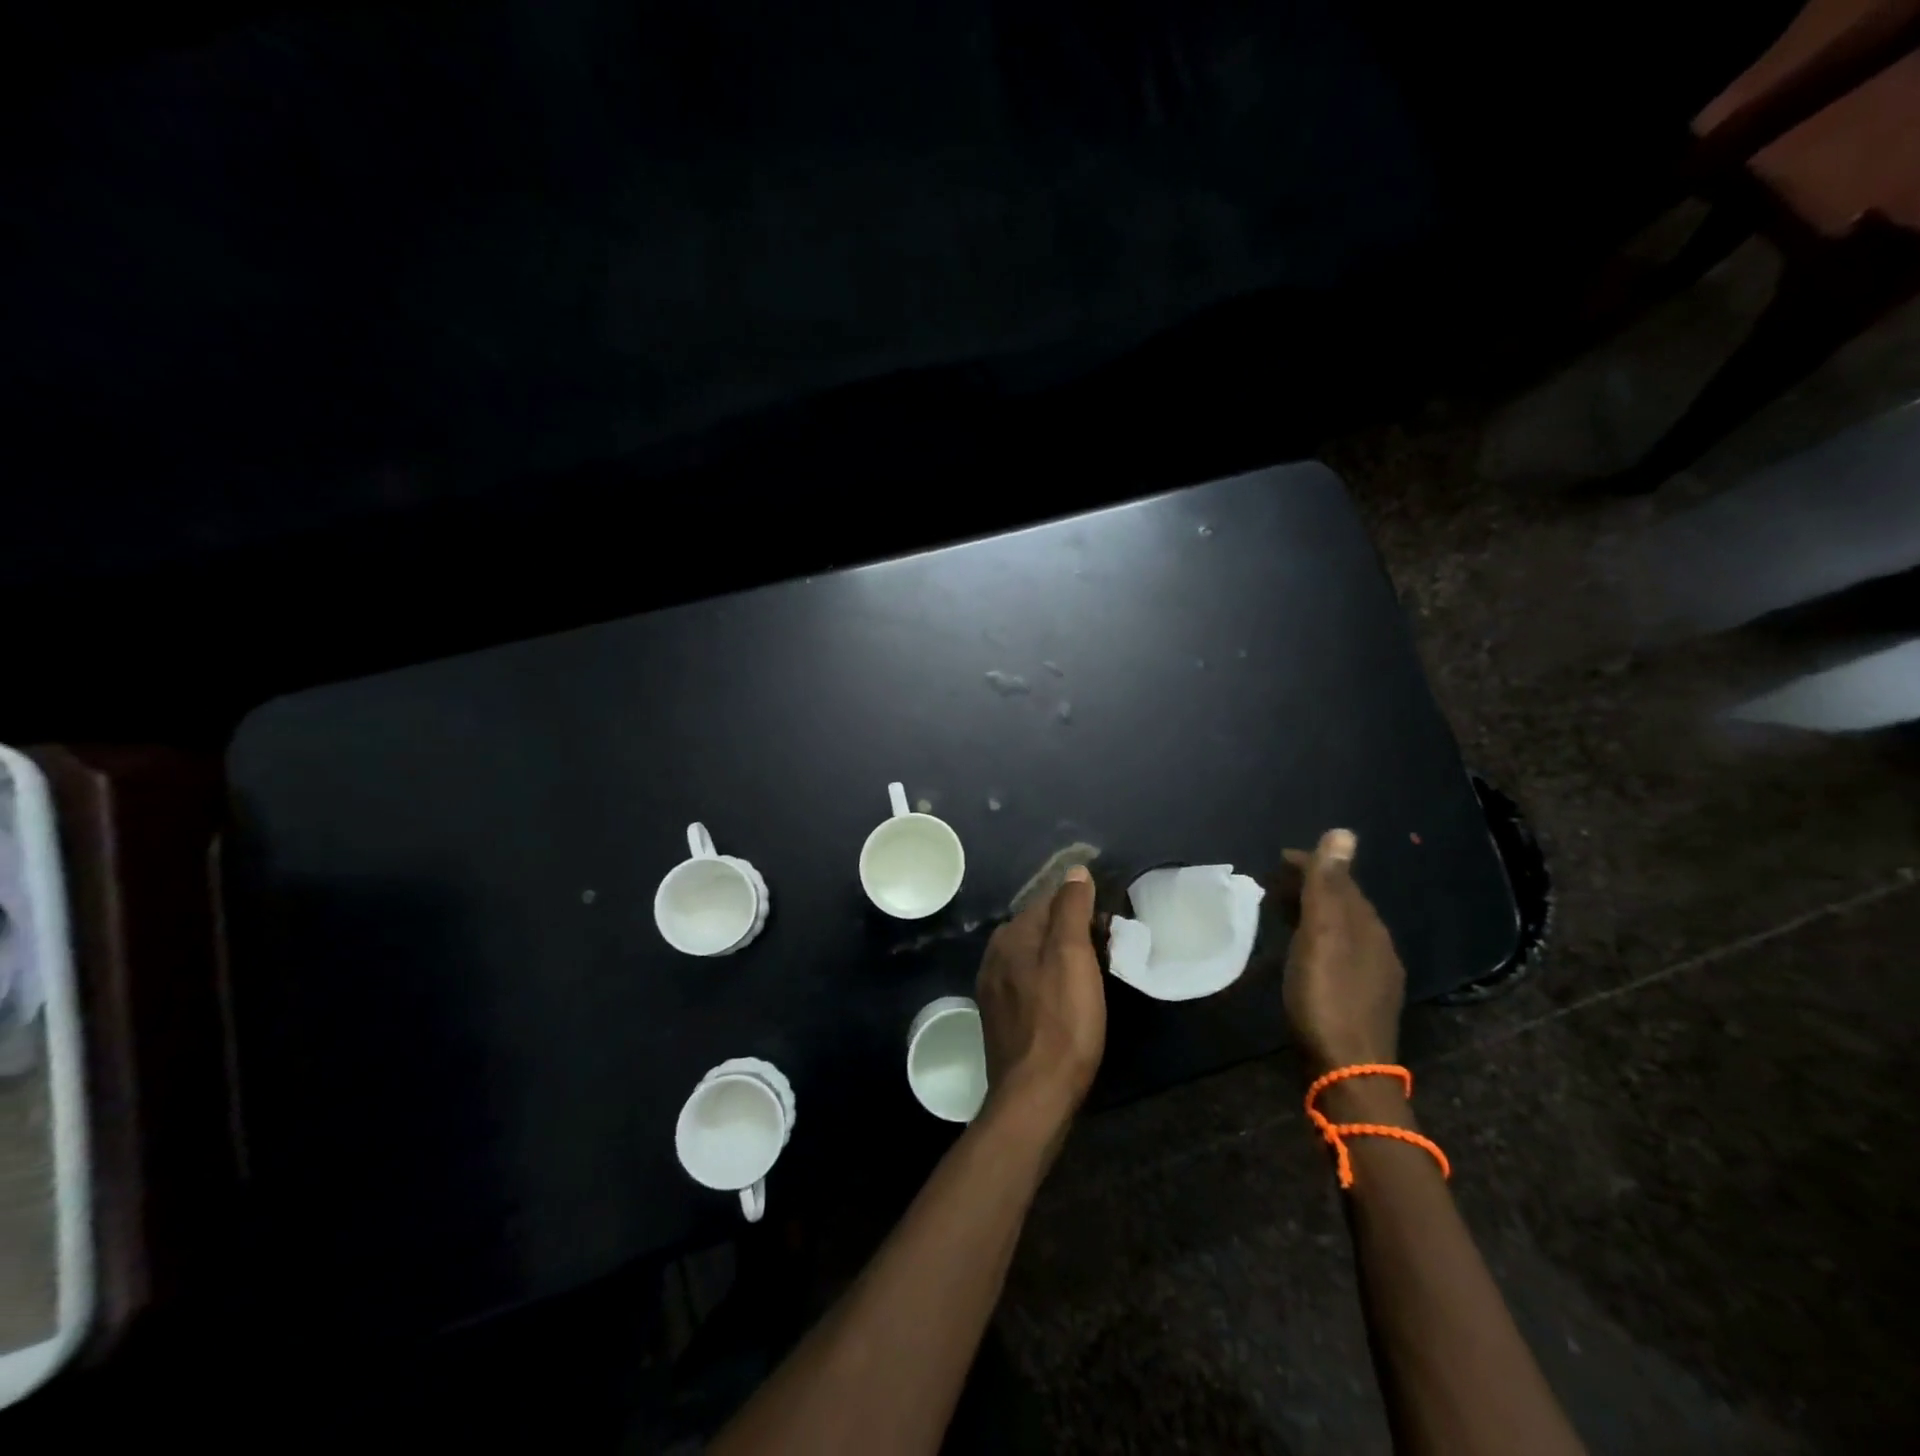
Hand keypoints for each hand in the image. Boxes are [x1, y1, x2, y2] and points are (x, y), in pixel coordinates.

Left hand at [975, 867, 1105, 1126]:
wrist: (1035, 1094)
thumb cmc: (1062, 1021)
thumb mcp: (1073, 956)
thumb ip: (1071, 909)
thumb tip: (1075, 871)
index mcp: (1010, 934)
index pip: (1048, 901)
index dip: (1080, 906)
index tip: (1108, 923)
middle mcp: (995, 954)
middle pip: (1038, 928)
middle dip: (1069, 931)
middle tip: (1106, 949)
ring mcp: (994, 987)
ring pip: (1032, 956)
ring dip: (1060, 956)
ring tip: (1092, 973)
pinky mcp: (1000, 1016)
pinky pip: (1027, 982)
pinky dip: (1048, 981)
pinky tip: (1065, 998)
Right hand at [1282, 830, 1404, 1075]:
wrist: (1347, 1070)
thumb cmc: (1327, 996)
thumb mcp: (1322, 934)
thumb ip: (1328, 885)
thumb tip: (1343, 832)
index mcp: (1369, 927)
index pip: (1341, 880)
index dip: (1311, 864)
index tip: (1277, 858)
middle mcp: (1378, 947)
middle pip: (1343, 904)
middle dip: (1311, 887)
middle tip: (1272, 882)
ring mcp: (1372, 976)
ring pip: (1341, 929)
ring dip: (1313, 913)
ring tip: (1281, 910)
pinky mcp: (1360, 1000)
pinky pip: (1337, 952)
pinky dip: (1316, 938)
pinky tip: (1301, 950)